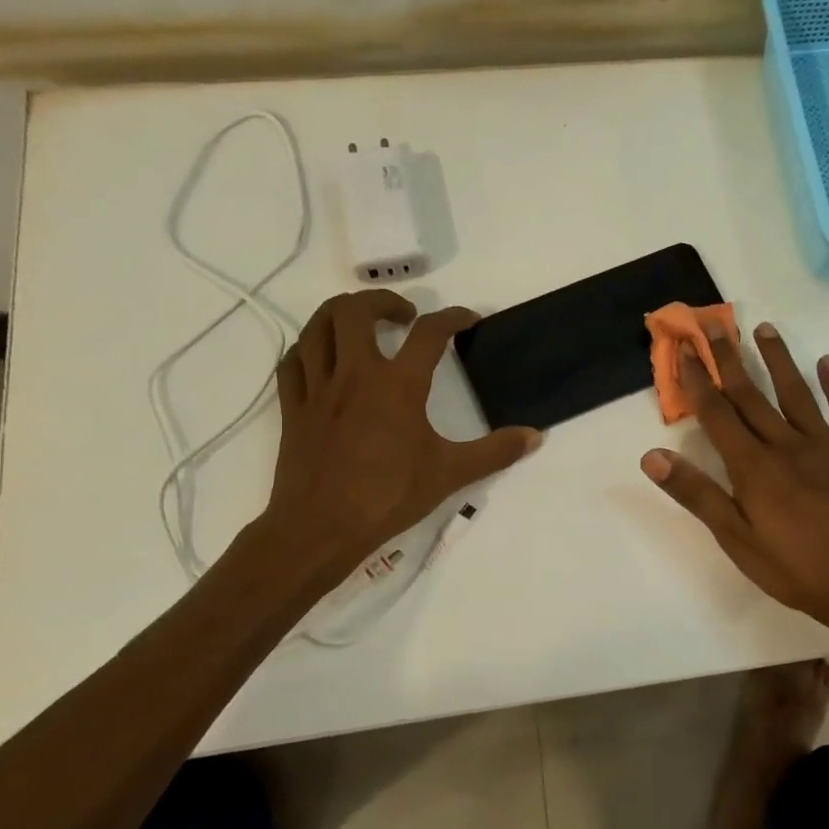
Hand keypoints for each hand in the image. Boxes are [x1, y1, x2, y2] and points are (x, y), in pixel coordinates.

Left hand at [255, 290, 540, 580]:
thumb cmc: (388, 497)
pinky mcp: (293, 408)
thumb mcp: (450, 474)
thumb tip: (536, 436)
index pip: (429, 334)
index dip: (453, 318)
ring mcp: (318, 389)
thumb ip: (495, 452)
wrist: (320, 528)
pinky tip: (323, 358)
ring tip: (361, 325)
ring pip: (317, 327)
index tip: (467, 320)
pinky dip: (309, 349)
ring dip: (340, 314)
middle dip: (382, 301)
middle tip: (404, 317)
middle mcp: (354, 374)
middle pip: (356, 309)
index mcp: (396, 385)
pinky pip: (293, 362)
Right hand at [640, 323, 828, 638]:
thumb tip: (652, 456)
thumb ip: (697, 494)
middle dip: (729, 358)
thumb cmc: (797, 570)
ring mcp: (827, 447)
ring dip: (779, 360)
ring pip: (797, 394)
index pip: (717, 413)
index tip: (683, 347)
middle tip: (715, 323)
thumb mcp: (737, 540)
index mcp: (754, 467)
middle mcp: (787, 445)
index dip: (697, 379)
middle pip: (752, 395)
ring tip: (764, 329)